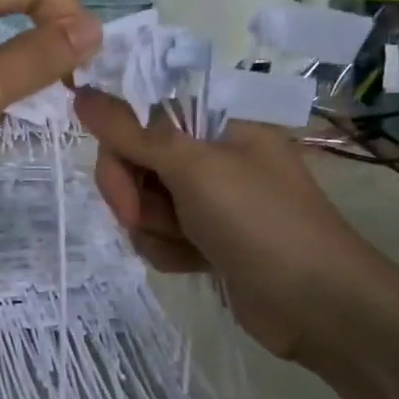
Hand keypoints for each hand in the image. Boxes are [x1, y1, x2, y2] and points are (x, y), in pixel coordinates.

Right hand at [72, 89, 390, 361]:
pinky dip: (168, 252)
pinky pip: (159, 237)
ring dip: (153, 229)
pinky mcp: (206, 241)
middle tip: (147, 220)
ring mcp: (209, 202)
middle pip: (136, 164)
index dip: (121, 151)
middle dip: (135, 197)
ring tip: (187, 246)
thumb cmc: (260, 223)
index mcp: (218, 126)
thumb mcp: (194, 169)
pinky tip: (194, 265)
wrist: (317, 306)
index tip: (124, 185)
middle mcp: (211, 159)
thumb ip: (132, 133)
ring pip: (143, 205)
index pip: (141, 121)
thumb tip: (80, 92)